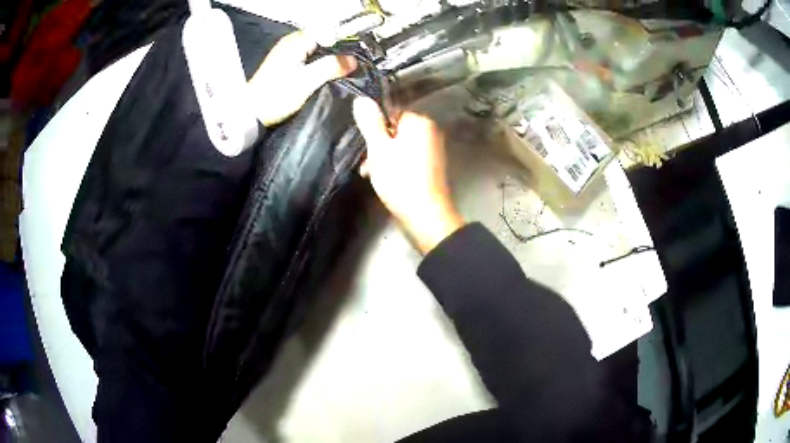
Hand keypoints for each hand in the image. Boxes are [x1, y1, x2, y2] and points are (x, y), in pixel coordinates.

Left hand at [249, 31, 357, 126]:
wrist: (250, 113)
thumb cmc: (276, 96)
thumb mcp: (307, 82)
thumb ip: (331, 67)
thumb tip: (353, 60)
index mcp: (297, 42)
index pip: (328, 31)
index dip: (344, 40)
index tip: (356, 54)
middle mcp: (291, 43)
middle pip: (322, 38)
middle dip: (337, 50)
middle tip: (351, 65)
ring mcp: (286, 52)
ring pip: (315, 48)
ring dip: (328, 57)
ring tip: (341, 70)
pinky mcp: (284, 64)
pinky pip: (308, 57)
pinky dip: (318, 63)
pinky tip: (325, 74)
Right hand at [353, 97, 463, 253]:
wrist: (425, 215)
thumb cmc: (400, 178)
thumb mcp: (378, 147)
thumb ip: (370, 122)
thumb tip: (361, 99)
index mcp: (420, 122)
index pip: (392, 114)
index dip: (376, 129)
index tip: (366, 145)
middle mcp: (430, 132)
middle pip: (395, 131)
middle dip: (378, 146)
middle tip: (367, 165)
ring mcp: (433, 151)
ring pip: (400, 147)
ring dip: (383, 159)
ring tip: (372, 176)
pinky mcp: (431, 168)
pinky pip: (408, 160)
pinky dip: (396, 167)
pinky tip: (385, 182)